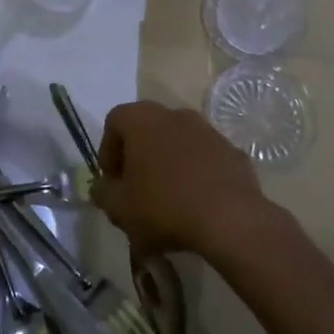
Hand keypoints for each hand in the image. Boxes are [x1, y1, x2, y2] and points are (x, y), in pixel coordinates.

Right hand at [91, 101, 269, 258]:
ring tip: (168, 201)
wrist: (230, 219)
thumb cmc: (164, 206)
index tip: (112, 181)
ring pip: (178, 143)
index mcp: (143, 119)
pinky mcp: (232, 151)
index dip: (108, 151)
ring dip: (168, 165)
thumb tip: (102, 186)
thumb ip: (103, 193)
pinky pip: (205, 158)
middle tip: (136, 191)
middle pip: (147, 130)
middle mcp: (175, 114)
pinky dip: (196, 174)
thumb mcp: (120, 208)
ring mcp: (207, 130)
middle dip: (138, 158)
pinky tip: (197, 204)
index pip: (114, 122)